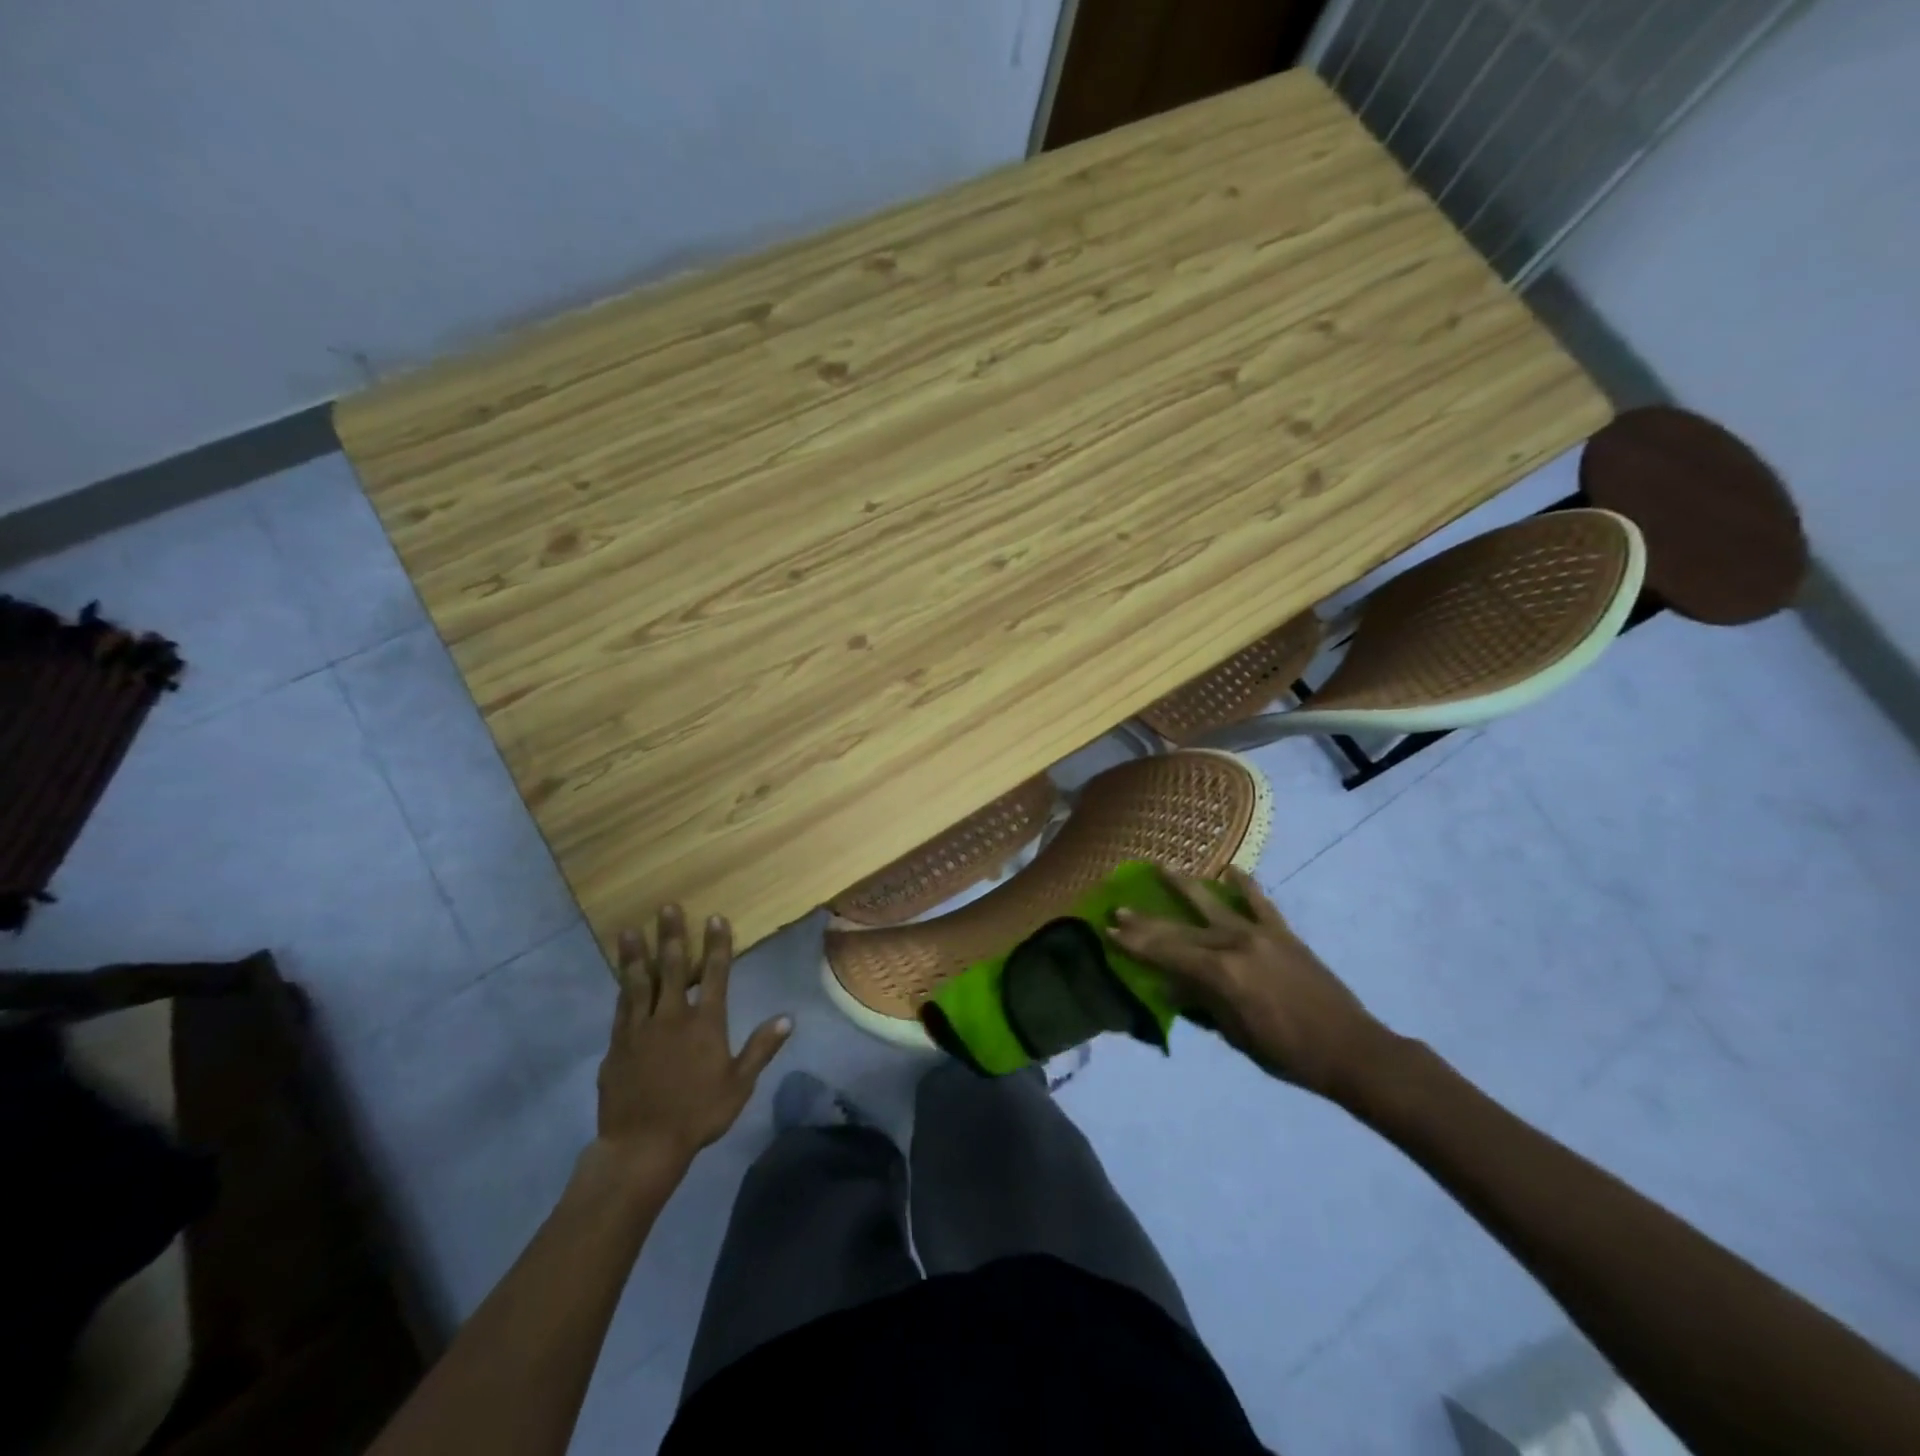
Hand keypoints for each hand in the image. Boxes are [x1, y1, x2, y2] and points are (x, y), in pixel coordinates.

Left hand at [592, 906, 791, 1176]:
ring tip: (629, 930)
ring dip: (636, 954)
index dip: (716, 944)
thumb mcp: (739, 1084)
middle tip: (667, 908)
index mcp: (705, 1023)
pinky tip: (621, 975)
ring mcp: (639, 1029)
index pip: (714, 974)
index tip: (715, 918)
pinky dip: (622, 987)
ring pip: (638, 982)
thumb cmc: (697, 1114)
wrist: (641, 1146)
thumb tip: (788, 1018)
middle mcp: (671, 1017)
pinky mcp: (616, 1045)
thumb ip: (761, 1048)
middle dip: (671, 935)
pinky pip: (621, 1007)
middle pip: (671, 968)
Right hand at [1110, 867, 1395, 1101]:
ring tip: (1162, 866)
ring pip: (1213, 905)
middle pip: (1182, 931)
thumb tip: (1170, 986)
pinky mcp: (1283, 933)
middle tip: (1119, 908)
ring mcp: (1260, 934)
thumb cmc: (1287, 1053)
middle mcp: (1236, 945)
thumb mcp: (1236, 1035)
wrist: (1351, 1049)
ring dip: (1185, 887)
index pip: (1167, 954)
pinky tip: (1229, 869)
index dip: (1136, 943)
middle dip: (1147, 922)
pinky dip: (1244, 884)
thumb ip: (1202, 1004)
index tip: (1109, 929)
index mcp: (1222, 974)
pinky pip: (1259, 902)